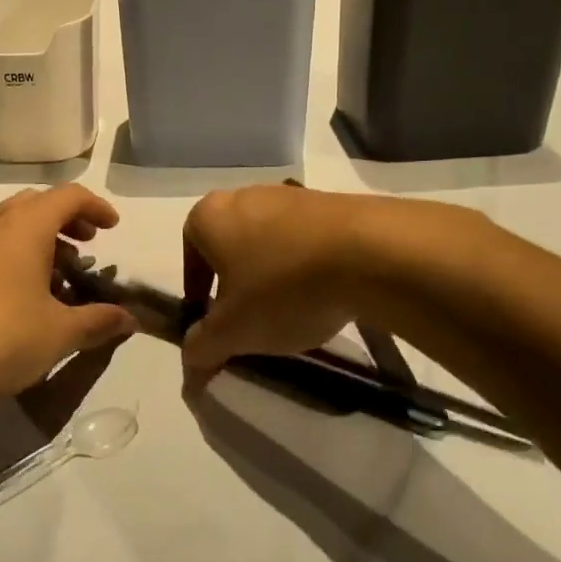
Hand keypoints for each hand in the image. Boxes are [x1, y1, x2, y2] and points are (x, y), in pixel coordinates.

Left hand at [0, 185, 137, 409]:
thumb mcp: (58, 333)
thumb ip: (97, 322)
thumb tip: (131, 318)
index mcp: (27, 225)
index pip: (69, 196)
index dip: (96, 207)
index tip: (113, 228)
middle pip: (38, 205)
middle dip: (68, 221)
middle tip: (87, 247)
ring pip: (13, 226)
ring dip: (42, 241)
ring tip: (60, 278)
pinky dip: (17, 258)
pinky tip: (23, 299)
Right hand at [180, 185, 385, 384]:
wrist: (370, 252)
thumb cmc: (282, 287)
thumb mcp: (233, 331)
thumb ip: (202, 348)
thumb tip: (190, 367)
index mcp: (209, 216)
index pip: (189, 252)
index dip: (197, 288)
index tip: (211, 317)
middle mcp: (243, 196)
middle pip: (229, 244)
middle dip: (235, 281)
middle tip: (249, 318)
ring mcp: (289, 195)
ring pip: (268, 240)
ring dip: (272, 273)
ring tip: (291, 309)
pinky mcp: (330, 202)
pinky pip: (305, 238)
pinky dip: (306, 264)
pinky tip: (325, 294)